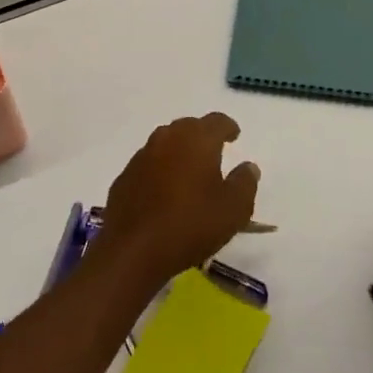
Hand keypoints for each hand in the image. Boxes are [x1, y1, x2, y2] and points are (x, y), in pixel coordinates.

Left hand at [99, 113, 259, 286]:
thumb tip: (248, 166)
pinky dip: (160, 171)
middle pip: (189, 127)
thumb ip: (245, 183)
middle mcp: (167, 138)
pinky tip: (164, 193)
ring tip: (190, 173)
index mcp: (197, 139)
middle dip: (203, 136)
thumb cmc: (190, 225)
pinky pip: (149, 165)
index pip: (217, 121)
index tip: (235, 136)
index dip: (228, 127)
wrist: (132, 251)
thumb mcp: (233, 209)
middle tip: (214, 154)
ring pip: (166, 144)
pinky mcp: (124, 177)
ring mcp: (141, 156)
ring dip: (180, 152)